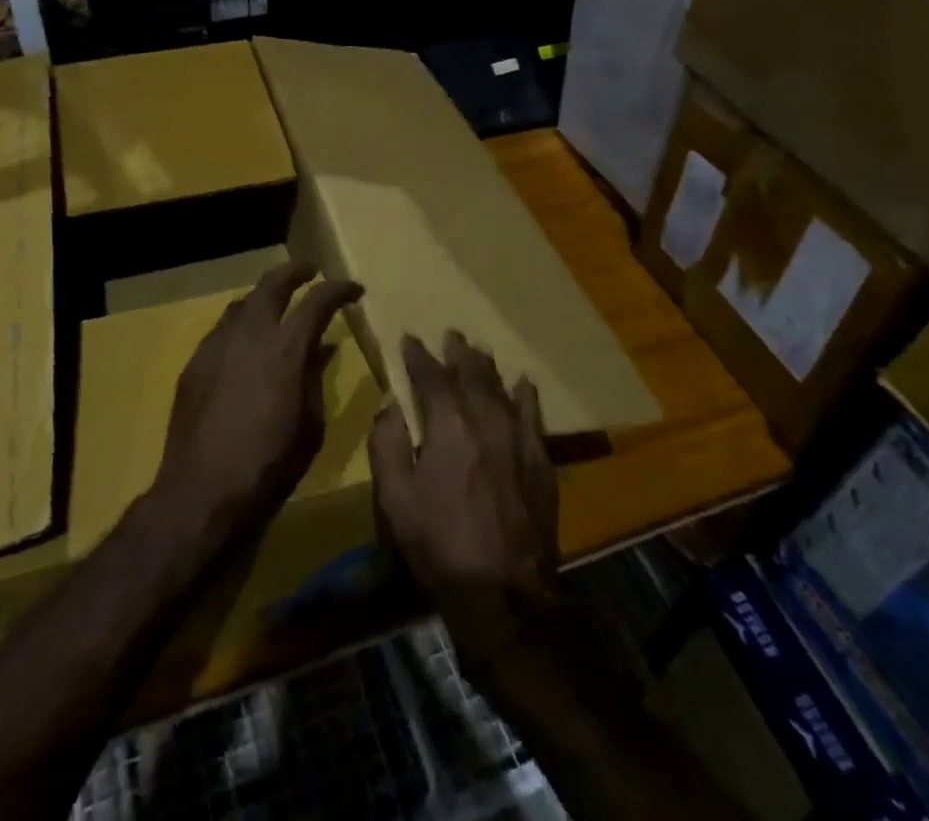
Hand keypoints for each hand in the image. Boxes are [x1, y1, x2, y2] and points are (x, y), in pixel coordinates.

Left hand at [151, 260, 363, 550]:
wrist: (203, 490)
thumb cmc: (269, 464)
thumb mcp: (310, 425)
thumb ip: (314, 378)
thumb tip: (320, 349)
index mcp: (286, 348)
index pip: (317, 301)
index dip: (339, 290)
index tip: (354, 289)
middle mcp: (250, 334)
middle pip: (273, 284)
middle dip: (295, 271)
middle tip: (310, 270)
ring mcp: (217, 344)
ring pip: (243, 303)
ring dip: (264, 297)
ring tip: (276, 304)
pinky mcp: (195, 362)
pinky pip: (222, 329)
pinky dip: (241, 323)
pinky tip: (245, 342)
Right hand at [369, 332, 561, 666]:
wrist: (503, 594)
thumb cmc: (439, 544)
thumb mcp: (394, 498)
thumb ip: (387, 444)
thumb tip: (390, 406)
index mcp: (447, 425)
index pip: (430, 377)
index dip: (418, 355)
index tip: (409, 339)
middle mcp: (485, 421)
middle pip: (472, 374)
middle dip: (458, 352)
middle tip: (451, 334)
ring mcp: (517, 439)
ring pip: (502, 388)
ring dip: (488, 367)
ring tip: (480, 350)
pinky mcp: (540, 462)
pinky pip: (533, 416)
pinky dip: (526, 395)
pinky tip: (524, 384)